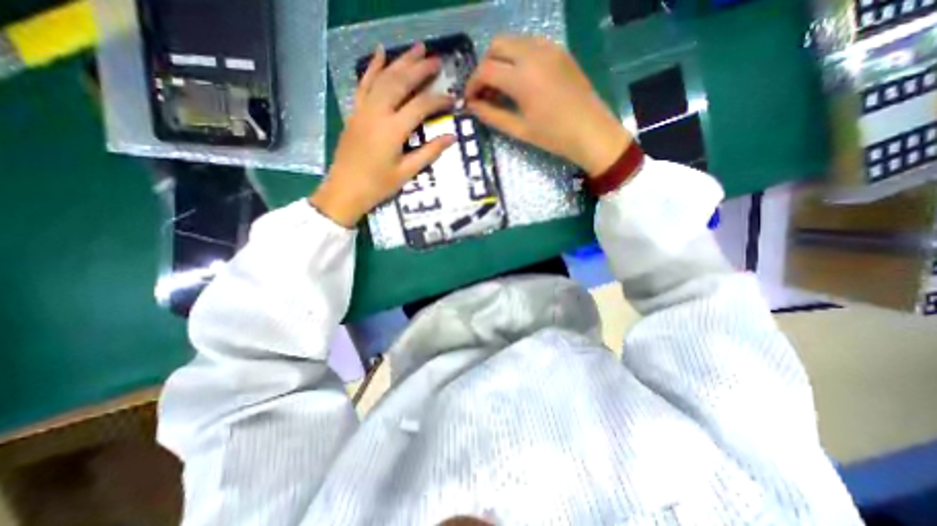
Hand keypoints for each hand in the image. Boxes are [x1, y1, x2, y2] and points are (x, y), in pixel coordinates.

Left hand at [311, 44, 457, 225]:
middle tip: (437, 61)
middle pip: (400, 82)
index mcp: (393, 130)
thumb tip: (451, 137)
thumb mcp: (407, 172)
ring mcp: (363, 109)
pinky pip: (363, 84)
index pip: (420, 106)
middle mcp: (377, 113)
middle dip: (420, 69)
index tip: (453, 98)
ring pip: (383, 78)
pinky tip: (380, 52)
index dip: (438, 100)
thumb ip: (429, 152)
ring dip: (400, 61)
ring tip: (417, 48)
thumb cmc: (378, 186)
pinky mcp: (355, 112)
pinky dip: (372, 67)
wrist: (344, 190)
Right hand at [466, 35, 632, 179]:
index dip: (472, 84)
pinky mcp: (559, 50)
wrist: (591, 131)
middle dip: (484, 67)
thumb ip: (492, 115)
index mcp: (522, 77)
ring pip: (513, 41)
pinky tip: (519, 79)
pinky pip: (530, 44)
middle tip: (484, 92)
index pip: (485, 70)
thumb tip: (472, 107)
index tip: (469, 100)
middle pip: (496, 46)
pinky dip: (517, 57)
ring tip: (500, 87)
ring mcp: (549, 48)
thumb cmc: (553, 136)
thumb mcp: (518, 129)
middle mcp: (533, 53)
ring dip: (500, 60)